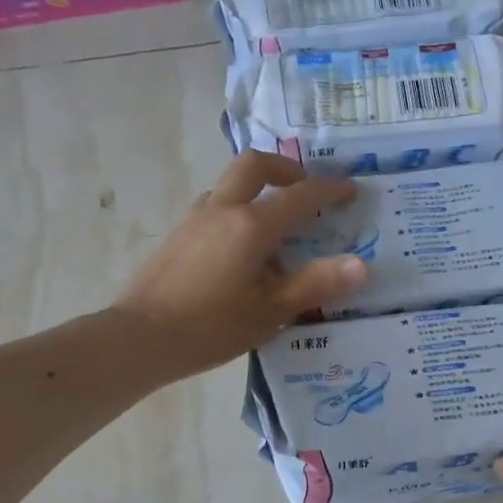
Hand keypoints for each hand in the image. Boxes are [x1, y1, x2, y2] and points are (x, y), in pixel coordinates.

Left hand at [112, 151, 368, 378]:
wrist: (140, 337)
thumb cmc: (211, 327)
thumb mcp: (271, 311)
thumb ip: (316, 284)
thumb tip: (362, 265)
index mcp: (251, 226)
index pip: (300, 196)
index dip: (330, 191)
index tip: (351, 190)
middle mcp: (222, 210)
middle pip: (255, 165)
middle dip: (286, 169)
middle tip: (306, 189)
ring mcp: (194, 220)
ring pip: (230, 185)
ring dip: (257, 190)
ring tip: (275, 225)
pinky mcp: (178, 237)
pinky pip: (214, 208)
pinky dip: (236, 211)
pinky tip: (240, 250)